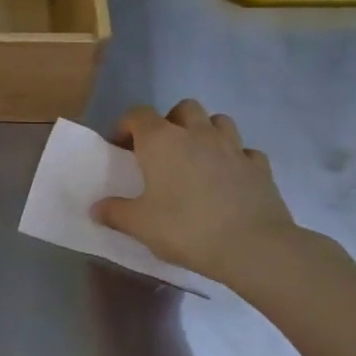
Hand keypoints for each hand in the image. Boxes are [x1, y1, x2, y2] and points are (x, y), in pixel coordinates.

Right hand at [92, 101, 303, 292]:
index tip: (121, 147)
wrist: (252, 246)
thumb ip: (115, 213)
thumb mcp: (140, 225)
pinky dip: (236, 159)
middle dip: (171, 122)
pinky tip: (229, 178)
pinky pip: (245, 152)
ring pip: (219, 121)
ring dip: (205, 132)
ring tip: (197, 158)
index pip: (138, 114)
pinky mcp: (259, 167)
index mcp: (161, 141)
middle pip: (183, 108)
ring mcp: (232, 147)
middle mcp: (196, 134)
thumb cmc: (186, 229)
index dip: (126, 126)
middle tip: (163, 150)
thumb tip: (96, 208)